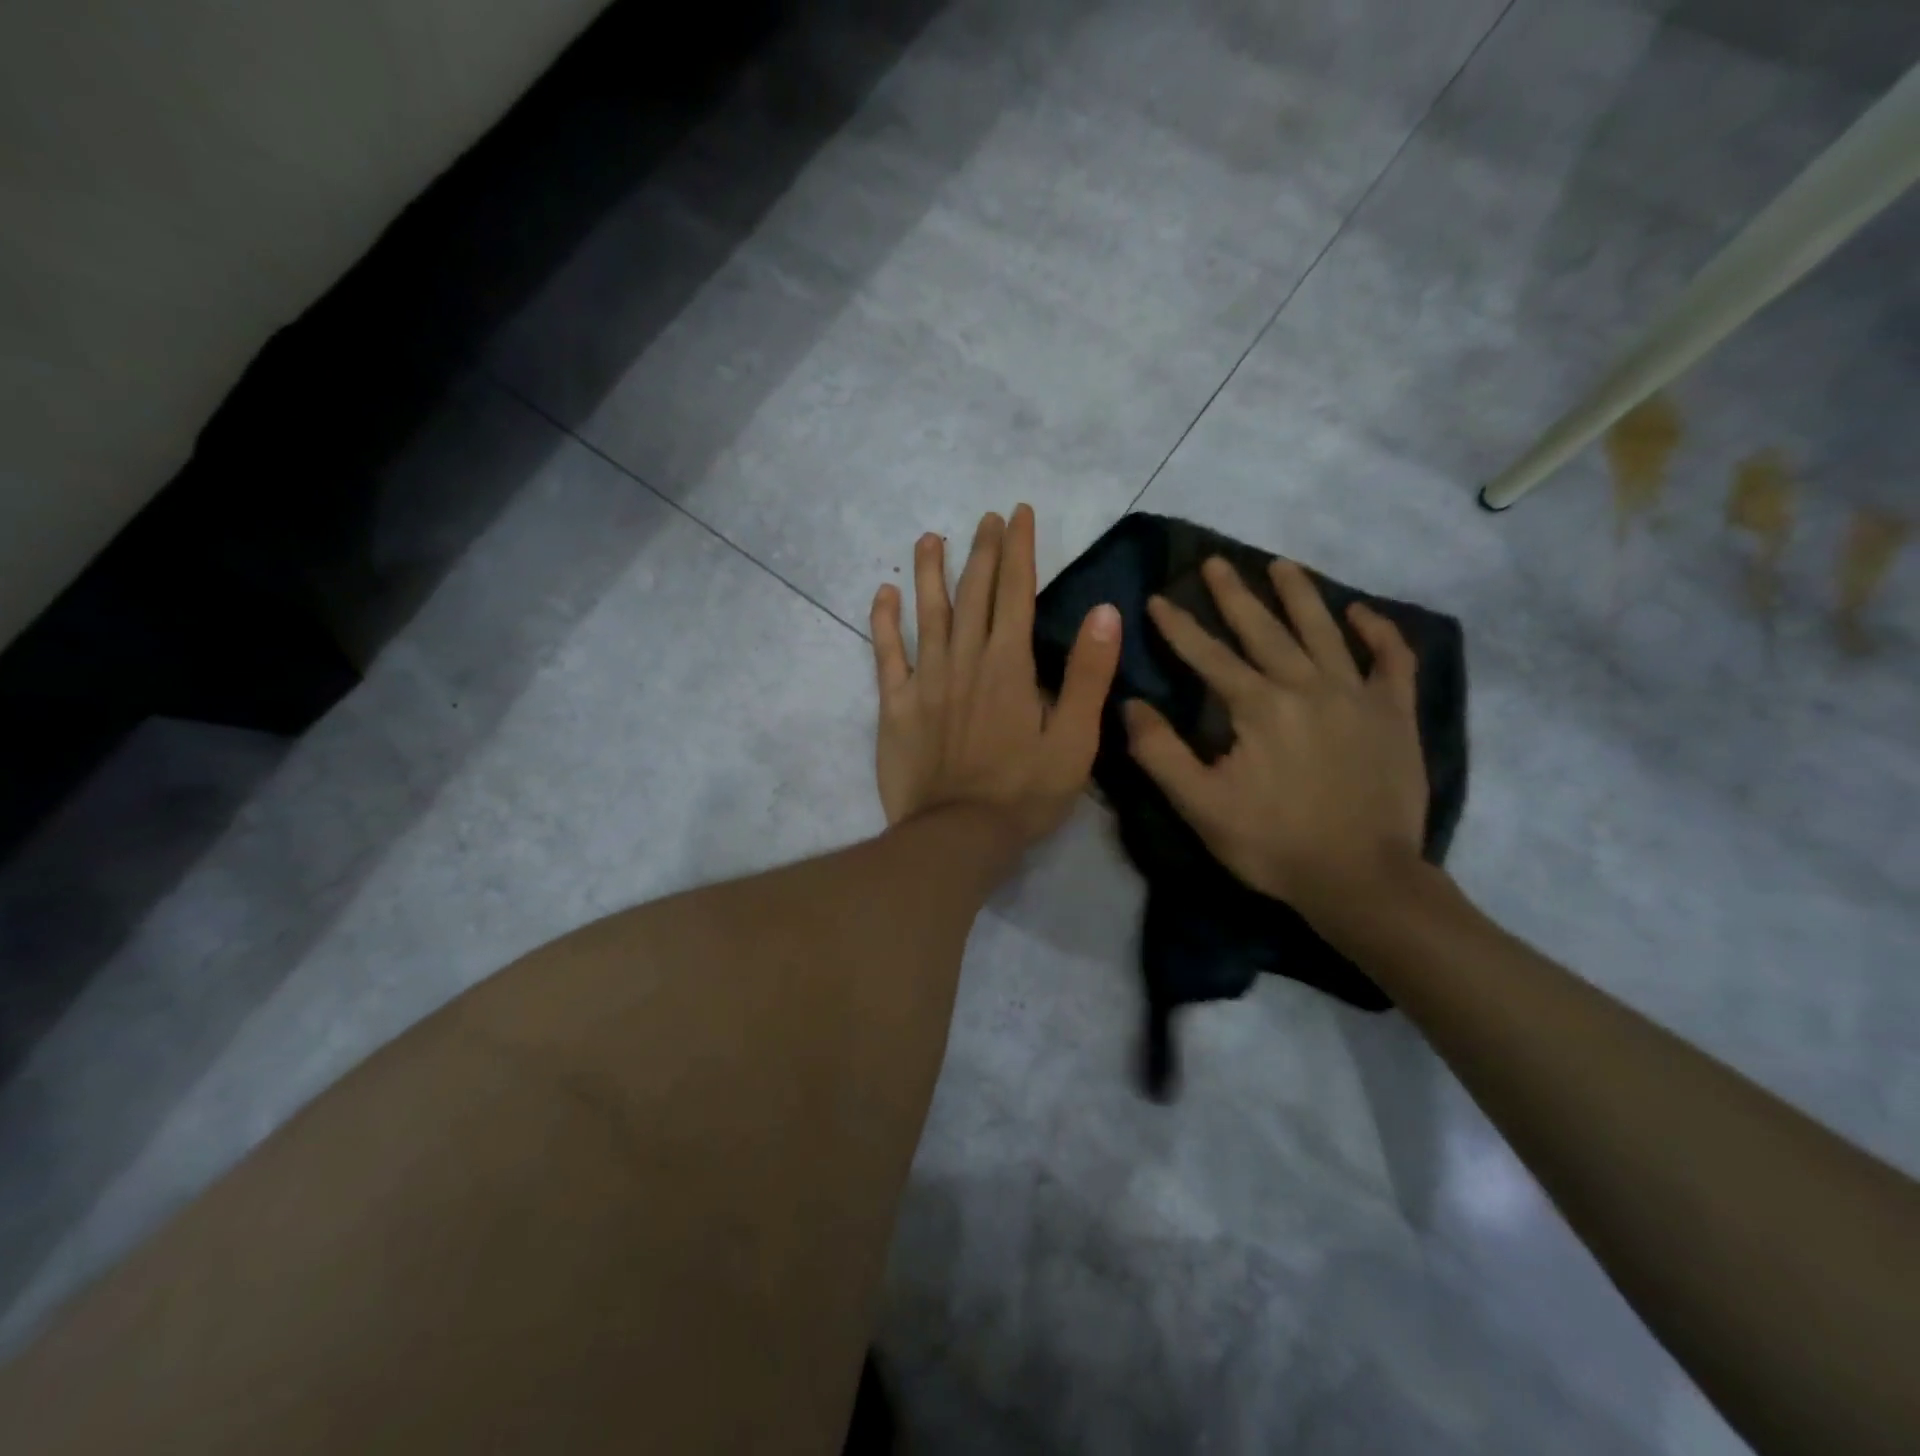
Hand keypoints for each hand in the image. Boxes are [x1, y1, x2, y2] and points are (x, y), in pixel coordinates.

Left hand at [871, 505, 1120, 846]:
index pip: (1016, 593)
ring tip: (930, 539)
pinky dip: (883, 622)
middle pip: (973, 593)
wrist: (957, 836)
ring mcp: (925, 680)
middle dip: (982, 551)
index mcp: (1009, 665)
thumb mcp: (1074, 740)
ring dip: (929, 573)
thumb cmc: (1024, 793)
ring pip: (927, 614)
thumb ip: (1088, 675)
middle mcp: (964, 660)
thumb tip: (1105, 612)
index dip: (1018, 550)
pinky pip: (886, 654)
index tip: (1019, 514)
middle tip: (986, 518)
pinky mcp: (895, 705)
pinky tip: (883, 595)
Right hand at [1124, 557, 1429, 927]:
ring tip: (1281, 564)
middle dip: (1234, 594)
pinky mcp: (1394, 714)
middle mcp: (1307, 686)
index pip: (1208, 655)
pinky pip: (1392, 660)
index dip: (1178, 626)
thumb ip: (1160, 752)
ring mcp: (1357, 696)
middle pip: (1264, 629)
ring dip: (1300, 594)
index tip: (1156, 597)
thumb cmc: (1273, 844)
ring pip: (1324, 630)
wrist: (1362, 879)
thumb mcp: (1200, 805)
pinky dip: (1379, 633)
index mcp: (1258, 706)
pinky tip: (1362, 613)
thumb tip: (1129, 704)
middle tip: (1215, 561)